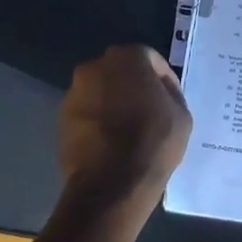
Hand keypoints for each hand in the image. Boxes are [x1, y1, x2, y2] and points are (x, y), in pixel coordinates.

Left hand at [57, 46, 191, 221]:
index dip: (164, 79)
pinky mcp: (60, 118)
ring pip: (100, 92)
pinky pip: (86, 113)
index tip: (170, 101)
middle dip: (134, 87)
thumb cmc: (153, 142)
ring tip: (128, 130)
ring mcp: (74, 92)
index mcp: (127, 57)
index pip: (150, 59)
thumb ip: (170, 94)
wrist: (110, 184)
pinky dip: (97, 121)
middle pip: (120, 72)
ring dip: (113, 103)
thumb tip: (159, 93)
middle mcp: (94, 66)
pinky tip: (110, 143)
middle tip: (149, 111)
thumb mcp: (181, 115)